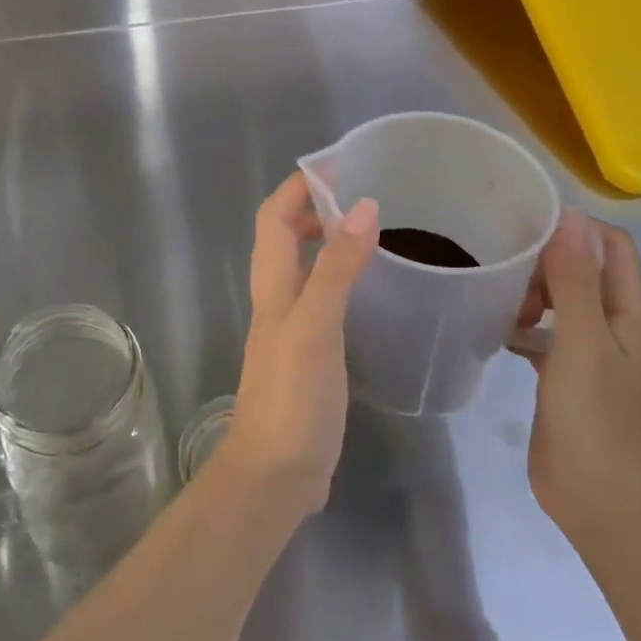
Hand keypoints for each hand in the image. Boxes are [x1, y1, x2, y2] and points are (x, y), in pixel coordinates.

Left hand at [221, 171, 377, 518]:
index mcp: (272, 284)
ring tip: (368, 230)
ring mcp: (290, 328)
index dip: (298, 186)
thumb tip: (364, 207)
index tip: (338, 165)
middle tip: (359, 193)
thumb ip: (336, 269)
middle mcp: (276, 298)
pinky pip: (320, 298)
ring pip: (301, 266)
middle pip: (283, 236)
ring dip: (324, 240)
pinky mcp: (307, 354)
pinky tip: (368, 290)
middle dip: (312, 206)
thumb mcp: (315, 327)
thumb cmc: (292, 397)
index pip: (273, 216)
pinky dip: (337, 278)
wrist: (275, 475)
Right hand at [510, 209, 640, 554]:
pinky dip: (523, 326)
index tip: (525, 225)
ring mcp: (591, 353)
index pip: (611, 246)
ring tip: (498, 302)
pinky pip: (544, 334)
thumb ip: (575, 280)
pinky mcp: (566, 376)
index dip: (575, 228)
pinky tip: (495, 332)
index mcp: (630, 313)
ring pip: (561, 301)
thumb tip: (569, 216)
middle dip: (545, 262)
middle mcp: (615, 327)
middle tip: (504, 269)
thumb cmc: (595, 419)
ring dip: (531, 293)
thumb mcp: (582, 342)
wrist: (599, 503)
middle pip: (583, 270)